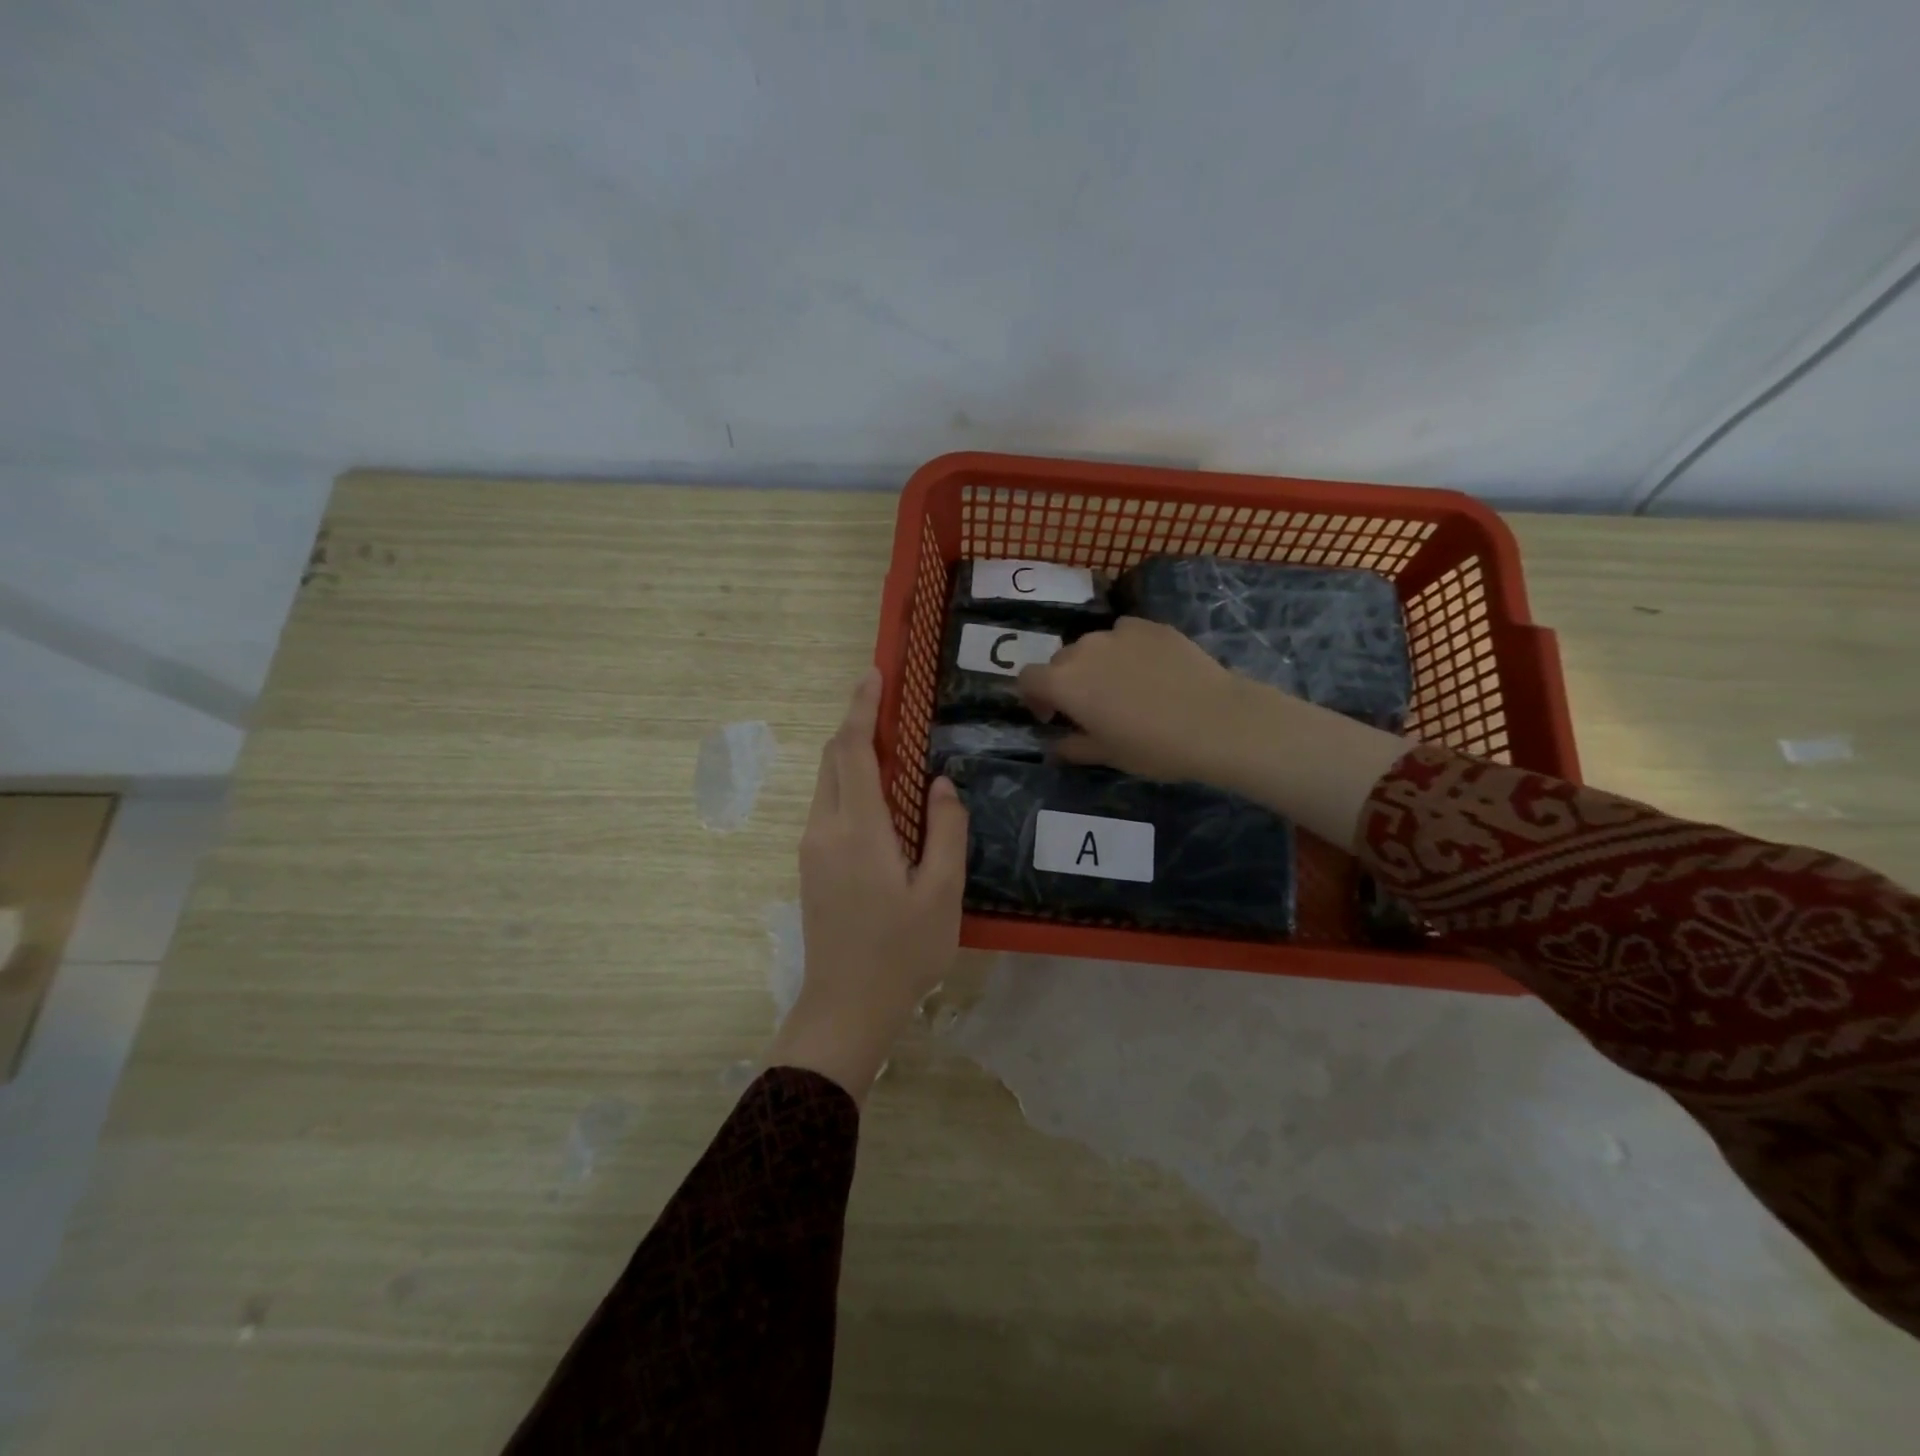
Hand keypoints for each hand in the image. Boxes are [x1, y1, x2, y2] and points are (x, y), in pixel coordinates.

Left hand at [768, 669, 969, 1102]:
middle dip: (856, 723)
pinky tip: (878, 793)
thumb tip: (940, 783)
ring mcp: (812, 847)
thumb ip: (946, 830)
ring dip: (851, 753)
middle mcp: (825, 828)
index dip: (862, 709)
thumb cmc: (902, 953)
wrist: (846, 1007)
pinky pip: (827, 805)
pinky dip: (848, 782)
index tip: (873, 675)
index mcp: (858, 830)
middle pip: (833, 759)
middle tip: (887, 701)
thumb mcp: (942, 893)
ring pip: (827, 781)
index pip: (854, 751)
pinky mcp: (811, 865)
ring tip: (889, 742)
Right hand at [1016, 617, 1255, 783]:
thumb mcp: (1108, 755)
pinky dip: (1126, 650)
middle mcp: (1083, 649)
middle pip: (1060, 660)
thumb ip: (1073, 747)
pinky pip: (1124, 634)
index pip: (1027, 678)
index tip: (1053, 717)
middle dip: (1066, 682)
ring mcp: (1118, 632)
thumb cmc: (1154, 747)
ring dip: (1096, 664)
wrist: (1216, 721)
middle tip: (1091, 706)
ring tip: (1124, 686)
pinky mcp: (1150, 625)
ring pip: (1093, 645)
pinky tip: (1151, 670)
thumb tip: (1056, 746)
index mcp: (1064, 683)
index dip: (1034, 697)